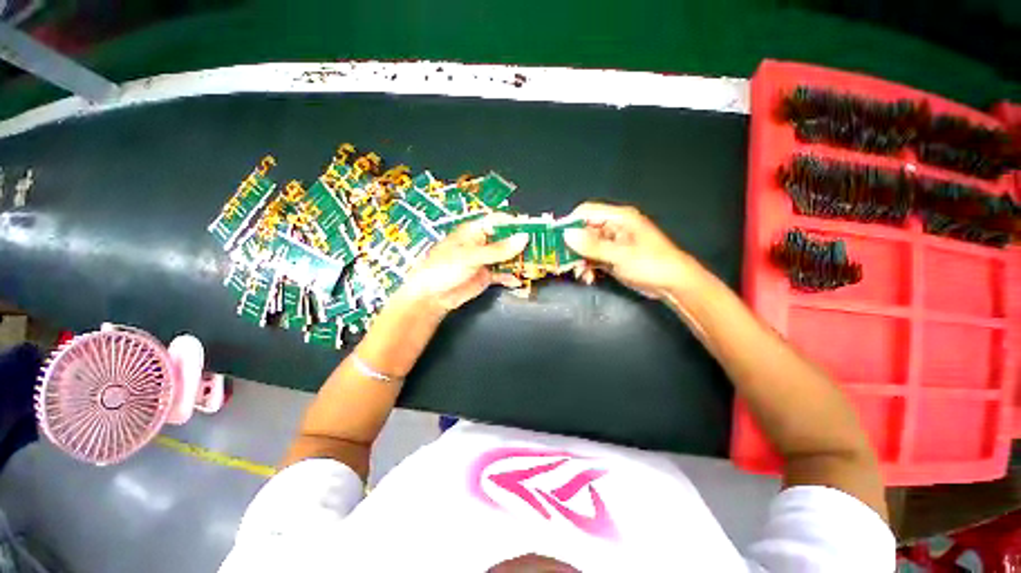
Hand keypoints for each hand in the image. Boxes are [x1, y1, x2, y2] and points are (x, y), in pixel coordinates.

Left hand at [399, 215, 528, 313]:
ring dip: (519, 260)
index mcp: (475, 231)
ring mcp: (485, 261)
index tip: (533, 227)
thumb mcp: (472, 256)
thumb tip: (524, 238)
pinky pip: (503, 274)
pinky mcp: (486, 276)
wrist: (431, 296)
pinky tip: (519, 280)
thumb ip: (498, 249)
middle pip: (506, 240)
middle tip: (541, 246)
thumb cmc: (445, 267)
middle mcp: (482, 243)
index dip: (515, 223)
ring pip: (507, 257)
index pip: (499, 221)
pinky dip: (511, 277)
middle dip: (521, 243)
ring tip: (536, 263)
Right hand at [563, 202, 699, 298]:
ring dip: (580, 261)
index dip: (569, 223)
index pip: (586, 212)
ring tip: (581, 275)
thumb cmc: (650, 264)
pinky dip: (588, 267)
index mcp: (618, 218)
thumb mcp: (620, 255)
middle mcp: (613, 227)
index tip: (555, 239)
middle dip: (573, 248)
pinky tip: (589, 278)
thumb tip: (566, 235)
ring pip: (586, 247)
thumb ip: (593, 245)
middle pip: (583, 231)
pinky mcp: (612, 257)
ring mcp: (612, 243)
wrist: (673, 285)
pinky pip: (592, 258)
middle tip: (565, 263)